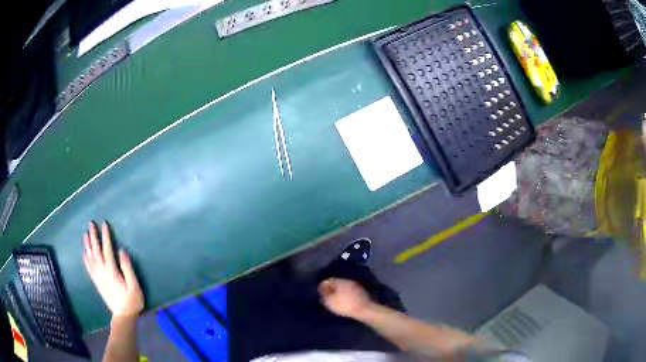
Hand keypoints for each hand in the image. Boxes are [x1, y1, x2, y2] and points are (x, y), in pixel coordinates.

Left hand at [83, 221, 143, 317]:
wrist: (123, 316)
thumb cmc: (131, 301)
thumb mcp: (134, 286)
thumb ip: (127, 268)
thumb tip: (122, 251)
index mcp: (111, 272)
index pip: (107, 250)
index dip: (105, 236)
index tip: (104, 224)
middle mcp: (102, 272)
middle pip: (96, 251)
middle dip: (93, 236)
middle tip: (91, 223)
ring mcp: (98, 277)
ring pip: (90, 258)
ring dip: (87, 245)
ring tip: (85, 234)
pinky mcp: (97, 282)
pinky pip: (89, 268)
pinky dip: (86, 259)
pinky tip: (84, 252)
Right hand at [318, 278, 373, 318]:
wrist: (365, 310)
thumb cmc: (345, 305)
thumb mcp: (330, 301)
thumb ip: (324, 293)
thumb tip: (321, 287)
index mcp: (339, 281)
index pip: (328, 280)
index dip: (322, 287)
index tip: (320, 293)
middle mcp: (347, 281)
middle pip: (336, 283)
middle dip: (331, 289)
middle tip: (327, 297)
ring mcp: (355, 286)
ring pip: (343, 287)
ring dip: (339, 292)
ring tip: (335, 300)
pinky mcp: (361, 292)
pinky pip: (350, 291)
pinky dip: (345, 295)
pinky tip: (344, 301)